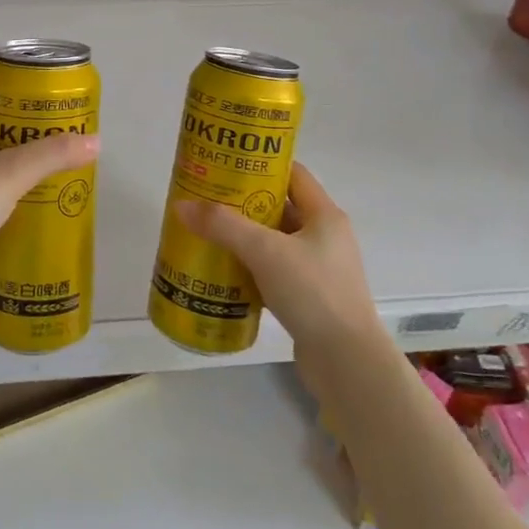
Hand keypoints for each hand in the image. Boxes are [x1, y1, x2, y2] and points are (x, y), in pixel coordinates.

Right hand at [173, 164, 384, 360]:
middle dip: (243, 203)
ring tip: (207, 233)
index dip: (260, 164)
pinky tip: (223, 272)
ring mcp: (319, 269)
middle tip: (206, 200)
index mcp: (324, 215)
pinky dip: (251, 269)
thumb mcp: (264, 251)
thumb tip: (181, 205)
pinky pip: (274, 272)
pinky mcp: (310, 298)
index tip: (226, 164)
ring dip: (244, 238)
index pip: (292, 174)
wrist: (347, 363)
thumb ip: (223, 226)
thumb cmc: (313, 293)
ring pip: (274, 243)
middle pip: (279, 207)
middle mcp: (325, 237)